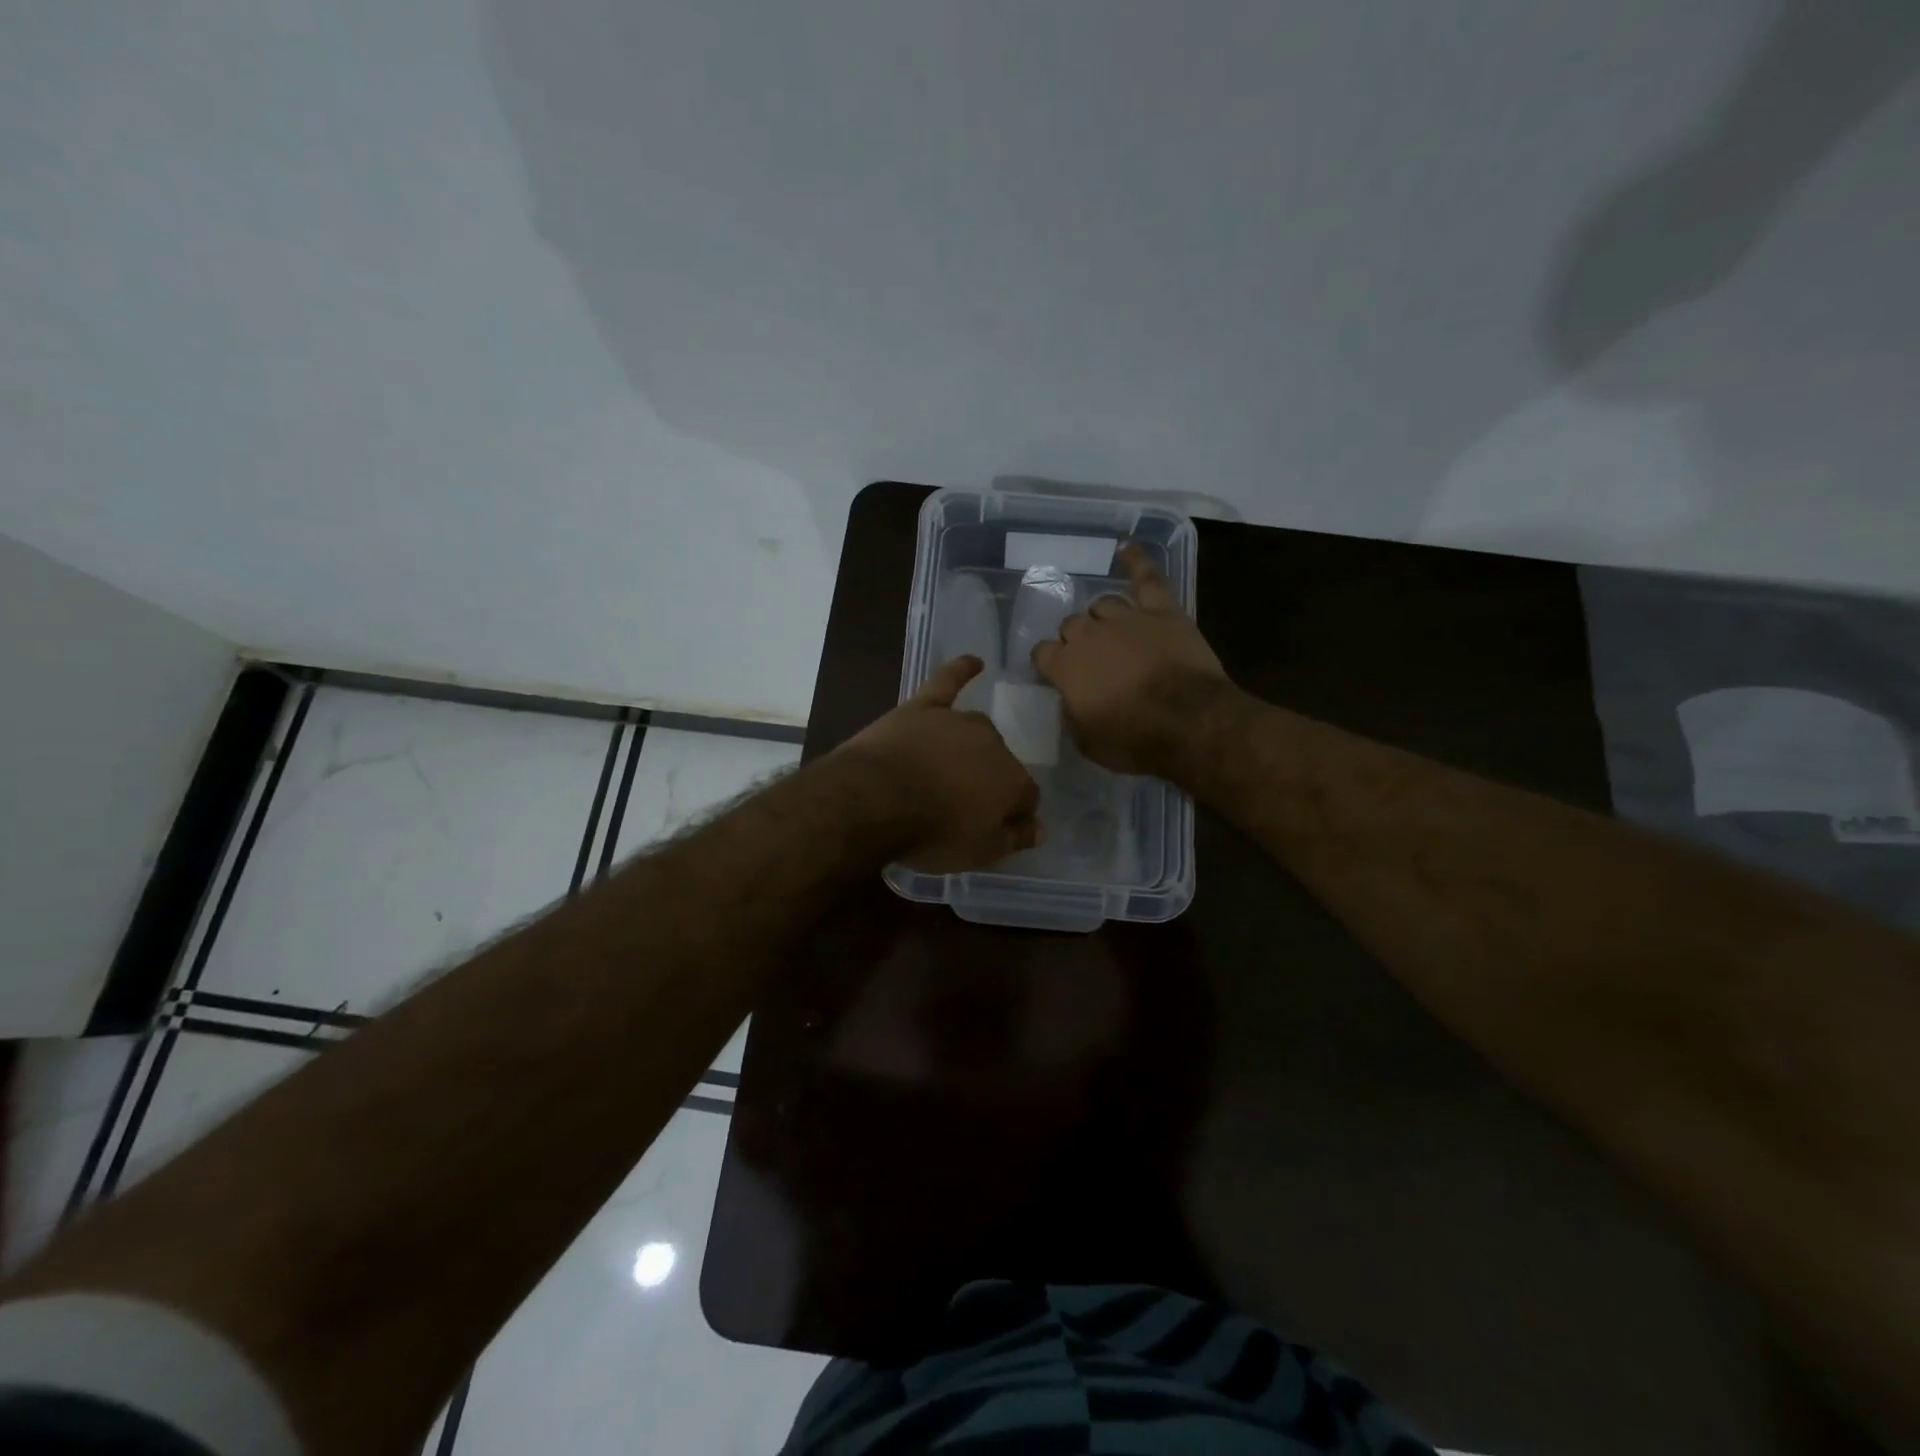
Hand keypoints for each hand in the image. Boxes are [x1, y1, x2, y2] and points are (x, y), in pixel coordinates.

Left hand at [839, 655, 1042, 871]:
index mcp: (1012, 782)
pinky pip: (948, 681)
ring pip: (976, 731)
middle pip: (1001, 761)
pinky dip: (961, 670)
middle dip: (990, 780)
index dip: (1013, 813)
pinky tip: (973, 661)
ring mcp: (958, 721)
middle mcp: (994, 744)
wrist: (875, 800)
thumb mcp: (978, 853)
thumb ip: (1013, 838)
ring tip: (952, 768)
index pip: (1026, 796)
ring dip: (972, 747)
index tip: (997, 826)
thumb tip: (1038, 827)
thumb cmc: (930, 834)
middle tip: (963, 803)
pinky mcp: (924, 707)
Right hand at [1031, 542, 1232, 776]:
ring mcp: (1126, 618)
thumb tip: (1070, 703)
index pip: (1042, 653)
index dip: (1048, 663)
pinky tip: (1126, 549)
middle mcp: (1088, 635)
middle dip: (1076, 640)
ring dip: (1103, 618)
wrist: (1189, 723)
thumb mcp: (1088, 742)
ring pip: (1103, 605)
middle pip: (1071, 625)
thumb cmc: (1134, 741)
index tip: (1054, 674)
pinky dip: (1136, 562)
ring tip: (1112, 631)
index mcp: (1065, 667)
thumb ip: (1072, 716)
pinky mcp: (1162, 611)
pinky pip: (1146, 578)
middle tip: (1091, 660)